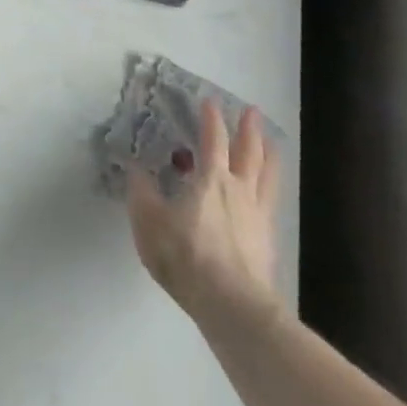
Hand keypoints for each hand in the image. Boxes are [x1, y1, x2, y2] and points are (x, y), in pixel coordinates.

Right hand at [128, 100, 283, 334]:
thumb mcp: (149, 222)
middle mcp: (239, 189)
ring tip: (272, 142)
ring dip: (268, 153)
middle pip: (249, 151)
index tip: (209, 101)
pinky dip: (271, 186)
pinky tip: (268, 191)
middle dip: (249, 129)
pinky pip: (271, 201)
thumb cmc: (186, 256)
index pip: (213, 139)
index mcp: (210, 179)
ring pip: (267, 175)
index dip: (211, 118)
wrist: (232, 304)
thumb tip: (134, 167)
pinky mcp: (267, 239)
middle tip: (252, 111)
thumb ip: (140, 191)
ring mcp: (258, 214)